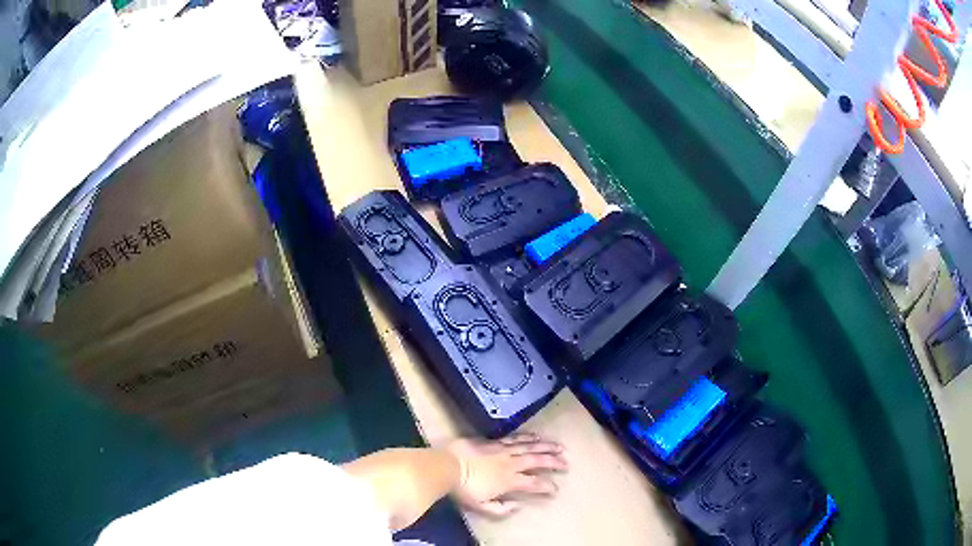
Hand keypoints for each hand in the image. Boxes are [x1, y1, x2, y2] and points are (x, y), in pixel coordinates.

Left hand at [445, 433, 567, 517]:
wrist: (447, 465)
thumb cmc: (463, 489)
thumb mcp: (481, 507)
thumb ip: (501, 509)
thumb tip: (518, 506)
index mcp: (509, 481)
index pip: (534, 483)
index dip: (547, 486)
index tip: (556, 488)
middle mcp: (511, 463)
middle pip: (537, 460)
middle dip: (554, 461)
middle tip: (567, 462)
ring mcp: (503, 450)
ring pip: (529, 446)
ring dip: (546, 446)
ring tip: (559, 446)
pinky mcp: (493, 441)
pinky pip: (515, 438)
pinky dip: (527, 437)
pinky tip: (535, 436)